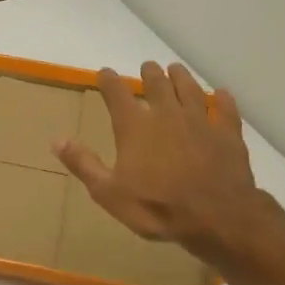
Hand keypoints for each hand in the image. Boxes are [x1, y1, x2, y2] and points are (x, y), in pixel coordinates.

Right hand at [54, 62, 275, 262]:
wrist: (216, 217)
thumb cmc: (156, 207)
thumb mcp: (109, 193)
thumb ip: (84, 164)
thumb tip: (57, 140)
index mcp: (135, 127)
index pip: (116, 94)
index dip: (109, 81)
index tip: (104, 73)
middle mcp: (166, 114)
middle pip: (157, 84)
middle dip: (149, 73)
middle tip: (147, 67)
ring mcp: (200, 121)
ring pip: (190, 89)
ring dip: (181, 77)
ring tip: (176, 69)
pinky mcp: (227, 133)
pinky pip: (225, 109)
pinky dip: (222, 99)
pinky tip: (221, 94)